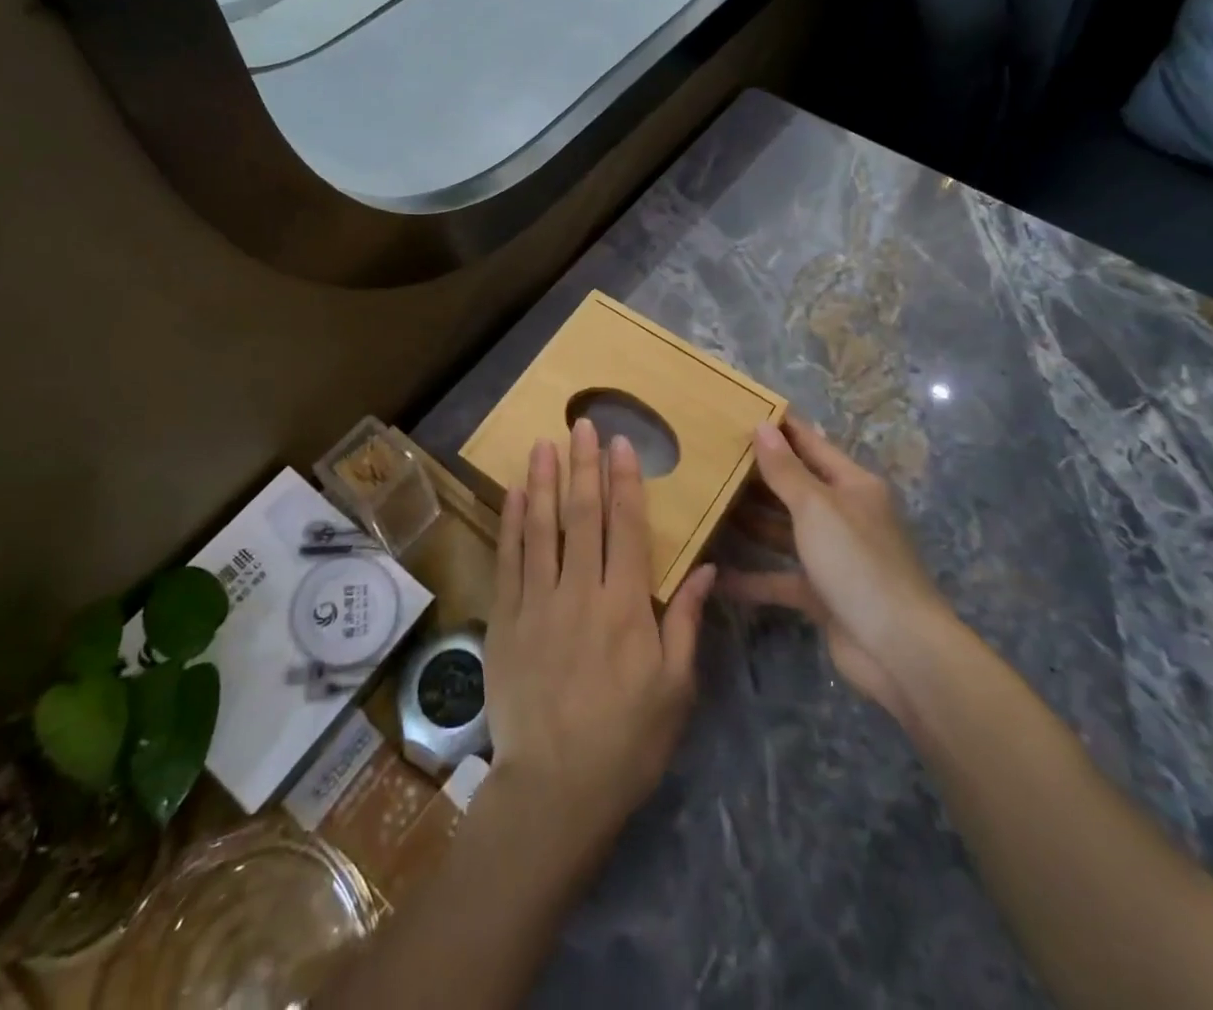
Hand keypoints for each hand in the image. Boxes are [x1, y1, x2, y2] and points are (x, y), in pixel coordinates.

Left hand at [483, 419, 715, 853]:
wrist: (555, 788)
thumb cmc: (627, 740)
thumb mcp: (675, 688)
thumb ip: (686, 621)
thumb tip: (707, 568)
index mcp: (625, 606)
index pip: (626, 527)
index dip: (625, 481)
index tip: (622, 444)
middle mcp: (580, 592)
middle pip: (583, 515)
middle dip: (584, 466)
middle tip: (582, 425)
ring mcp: (537, 602)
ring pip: (541, 527)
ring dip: (543, 481)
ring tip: (544, 443)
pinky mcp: (506, 618)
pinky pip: (509, 559)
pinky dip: (512, 522)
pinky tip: (514, 494)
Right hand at [720, 418, 954, 719]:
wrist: (898, 650)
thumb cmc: (857, 563)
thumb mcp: (816, 508)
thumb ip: (785, 470)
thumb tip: (762, 427)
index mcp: (852, 486)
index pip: (811, 444)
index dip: (780, 427)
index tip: (740, 410)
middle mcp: (843, 515)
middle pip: (793, 486)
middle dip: (755, 474)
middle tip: (708, 457)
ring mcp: (832, 556)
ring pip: (782, 530)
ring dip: (748, 521)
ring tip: (704, 503)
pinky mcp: (820, 593)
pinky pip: (778, 577)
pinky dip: (750, 577)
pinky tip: (715, 573)